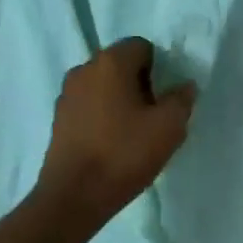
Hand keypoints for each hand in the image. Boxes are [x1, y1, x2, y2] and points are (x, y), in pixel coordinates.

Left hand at [34, 38, 196, 230]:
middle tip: (153, 118)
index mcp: (110, 62)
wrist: (74, 196)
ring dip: (120, 101)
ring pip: (103, 87)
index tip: (164, 99)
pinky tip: (111, 145)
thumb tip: (184, 86)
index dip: (159, 69)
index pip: (142, 46)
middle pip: (120, 65)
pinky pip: (88, 106)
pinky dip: (102, 117)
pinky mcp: (58, 118)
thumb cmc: (124, 154)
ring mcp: (67, 94)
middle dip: (140, 84)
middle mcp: (84, 69)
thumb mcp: (168, 127)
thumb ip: (181, 100)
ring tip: (133, 134)